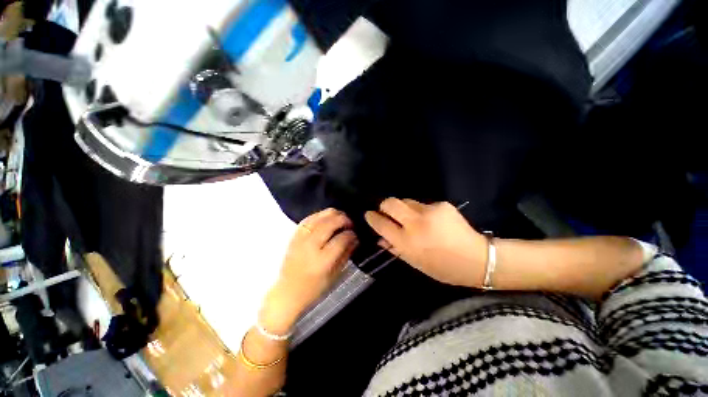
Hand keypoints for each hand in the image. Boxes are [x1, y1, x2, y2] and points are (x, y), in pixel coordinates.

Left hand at [261, 209, 357, 333]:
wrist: (288, 292)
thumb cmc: (314, 288)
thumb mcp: (335, 275)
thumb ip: (346, 254)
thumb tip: (355, 238)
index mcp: (322, 261)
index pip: (341, 239)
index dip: (351, 234)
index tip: (355, 234)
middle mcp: (310, 246)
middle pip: (330, 223)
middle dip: (344, 219)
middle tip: (350, 223)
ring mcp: (300, 239)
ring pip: (319, 217)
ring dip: (333, 214)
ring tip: (341, 217)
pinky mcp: (294, 236)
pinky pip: (308, 218)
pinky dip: (319, 214)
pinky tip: (326, 216)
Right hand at [365, 198, 487, 287]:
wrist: (477, 259)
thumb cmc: (442, 267)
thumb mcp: (414, 262)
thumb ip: (394, 248)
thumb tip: (380, 238)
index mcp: (406, 242)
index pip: (381, 223)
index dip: (372, 217)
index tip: (369, 214)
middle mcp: (415, 223)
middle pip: (390, 202)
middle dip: (384, 205)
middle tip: (387, 212)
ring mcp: (429, 211)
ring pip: (406, 201)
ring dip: (404, 209)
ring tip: (413, 219)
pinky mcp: (442, 205)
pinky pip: (423, 204)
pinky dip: (422, 211)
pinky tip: (432, 221)